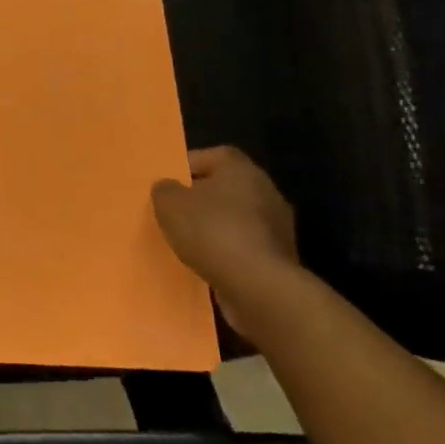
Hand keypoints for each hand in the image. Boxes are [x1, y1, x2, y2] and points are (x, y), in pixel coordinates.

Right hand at [151, 146, 299, 335]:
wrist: (258, 287)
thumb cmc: (212, 231)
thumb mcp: (169, 204)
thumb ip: (165, 190)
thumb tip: (168, 187)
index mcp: (242, 170)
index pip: (213, 155)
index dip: (188, 165)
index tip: (169, 182)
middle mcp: (266, 191)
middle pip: (227, 187)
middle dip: (201, 198)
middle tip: (176, 211)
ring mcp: (278, 227)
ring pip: (237, 218)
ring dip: (216, 227)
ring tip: (188, 241)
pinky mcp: (280, 258)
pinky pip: (245, 246)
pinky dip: (228, 251)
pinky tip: (208, 263)